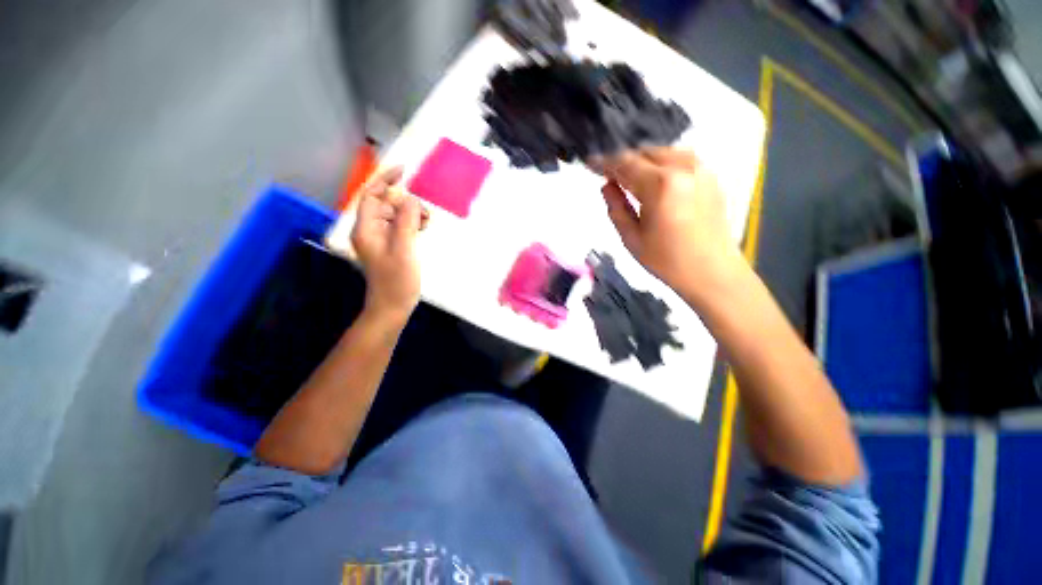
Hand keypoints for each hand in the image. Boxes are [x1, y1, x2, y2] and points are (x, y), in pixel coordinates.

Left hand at [351, 167, 424, 321]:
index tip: (405, 171)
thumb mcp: (404, 248)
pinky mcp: (391, 246)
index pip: (371, 195)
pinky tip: (422, 230)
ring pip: (396, 215)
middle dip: (406, 204)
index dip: (385, 180)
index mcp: (366, 228)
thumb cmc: (396, 280)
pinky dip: (412, 224)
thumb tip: (411, 198)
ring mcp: (381, 239)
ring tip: (426, 225)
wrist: (393, 306)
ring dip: (412, 215)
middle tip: (426, 216)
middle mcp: (370, 230)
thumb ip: (406, 220)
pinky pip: (401, 226)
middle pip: (386, 204)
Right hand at [592, 147, 745, 302]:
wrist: (711, 271)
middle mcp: (683, 168)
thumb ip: (616, 207)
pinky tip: (652, 181)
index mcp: (660, 185)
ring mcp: (700, 169)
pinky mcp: (710, 176)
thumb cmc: (667, 260)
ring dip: (641, 161)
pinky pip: (679, 159)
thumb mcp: (631, 238)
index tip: (590, 164)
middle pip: (643, 153)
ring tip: (628, 179)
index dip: (604, 163)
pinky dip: (660, 164)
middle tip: (608, 176)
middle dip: (623, 162)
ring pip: (662, 152)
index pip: (625, 164)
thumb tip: (607, 186)